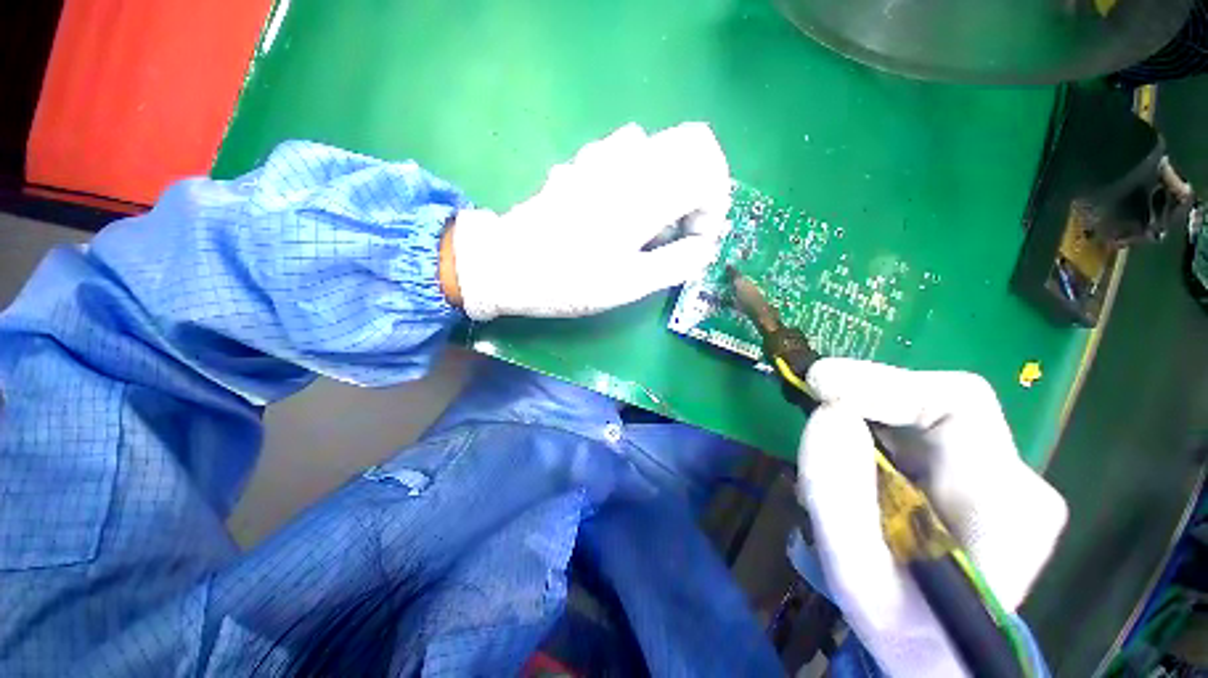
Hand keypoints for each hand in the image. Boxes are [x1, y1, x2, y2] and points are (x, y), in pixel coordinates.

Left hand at [444, 122, 731, 319]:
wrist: (508, 264)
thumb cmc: (569, 280)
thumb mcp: (630, 284)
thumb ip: (677, 263)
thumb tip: (703, 247)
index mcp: (646, 191)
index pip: (709, 167)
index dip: (714, 204)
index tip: (694, 239)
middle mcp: (628, 160)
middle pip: (691, 144)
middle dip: (698, 187)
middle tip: (678, 228)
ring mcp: (602, 155)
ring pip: (659, 148)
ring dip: (668, 182)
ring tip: (648, 223)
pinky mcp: (583, 163)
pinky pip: (628, 154)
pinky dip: (641, 178)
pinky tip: (620, 210)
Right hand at [796, 358, 1067, 676]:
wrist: (940, 653)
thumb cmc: (903, 629)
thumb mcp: (856, 578)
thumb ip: (837, 496)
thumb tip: (827, 411)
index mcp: (1007, 508)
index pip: (958, 403)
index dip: (882, 383)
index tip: (818, 386)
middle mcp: (1017, 480)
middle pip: (937, 402)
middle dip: (866, 398)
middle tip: (810, 404)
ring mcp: (1000, 475)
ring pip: (921, 413)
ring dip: (864, 418)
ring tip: (829, 451)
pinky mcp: (975, 474)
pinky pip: (915, 430)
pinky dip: (872, 432)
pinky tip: (853, 463)